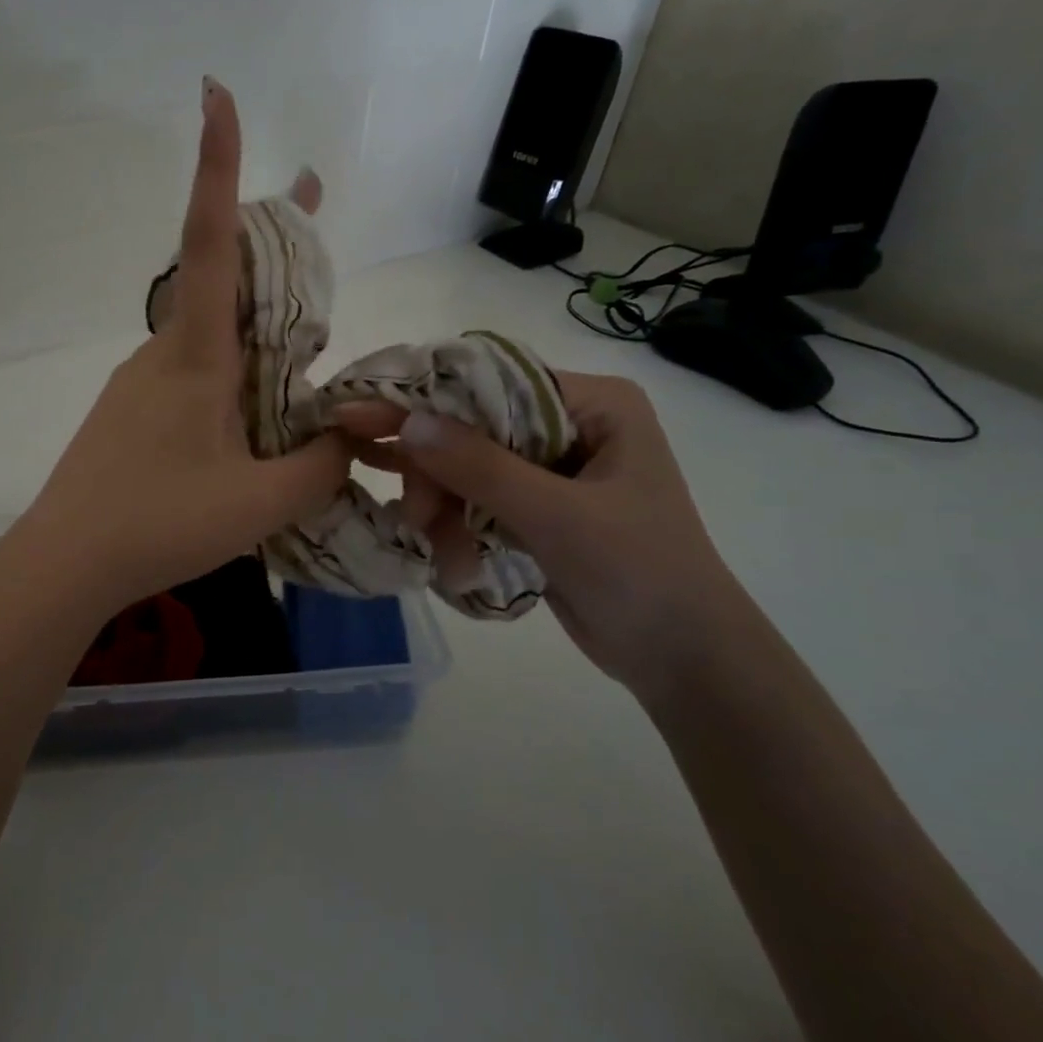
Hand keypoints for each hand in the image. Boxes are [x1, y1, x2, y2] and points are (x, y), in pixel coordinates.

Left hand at [3, 78, 351, 613]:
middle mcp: (165, 353)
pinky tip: (254, 417)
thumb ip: (321, 465)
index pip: (210, 242)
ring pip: (211, 335)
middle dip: (272, 240)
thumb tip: (351, 438)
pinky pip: (194, 375)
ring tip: (310, 336)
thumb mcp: (261, 502)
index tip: (214, 94)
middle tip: (312, 203)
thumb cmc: (159, 524)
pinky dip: (234, 371)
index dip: (217, 166)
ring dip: (257, 320)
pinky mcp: (132, 413)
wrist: (64, 562)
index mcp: (194, 356)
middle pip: (222, 279)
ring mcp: (142, 382)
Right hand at [338, 373, 758, 696]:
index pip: (491, 381)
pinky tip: (454, 561)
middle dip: (437, 474)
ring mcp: (550, 469)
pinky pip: (475, 501)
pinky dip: (458, 528)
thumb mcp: (557, 516)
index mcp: (592, 404)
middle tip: (414, 517)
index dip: (424, 398)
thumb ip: (480, 466)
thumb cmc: (640, 573)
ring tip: (441, 552)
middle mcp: (569, 425)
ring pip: (466, 469)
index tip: (359, 414)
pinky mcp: (535, 509)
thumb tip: (407, 420)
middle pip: (471, 428)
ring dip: (444, 509)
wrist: (683, 660)